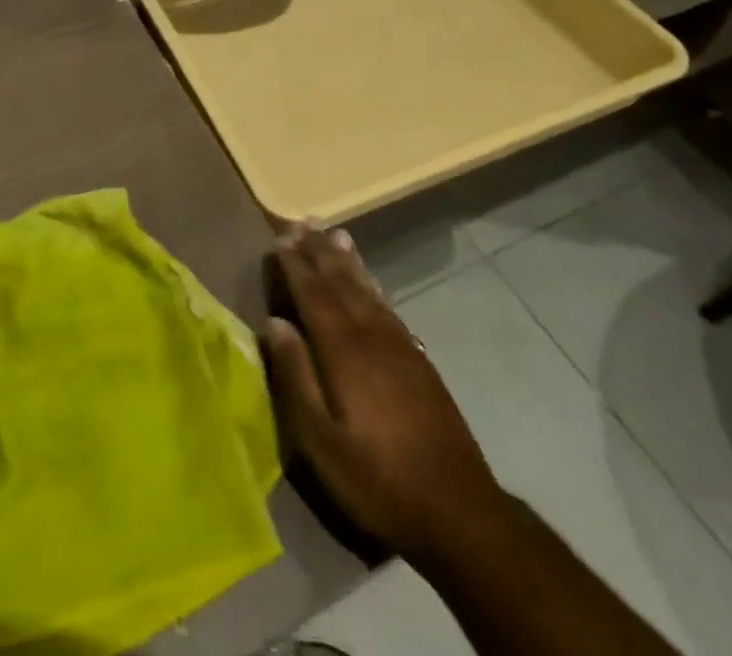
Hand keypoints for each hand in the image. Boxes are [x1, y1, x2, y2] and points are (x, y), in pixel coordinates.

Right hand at [265, 224, 503, 565]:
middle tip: (302, 221)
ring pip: (367, 288)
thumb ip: (296, 376)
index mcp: (344, 350)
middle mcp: (372, 335)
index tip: (279, 238)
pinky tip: (370, 281)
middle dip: (319, 251)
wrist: (457, 509)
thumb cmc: (377, 478)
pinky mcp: (419, 359)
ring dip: (347, 260)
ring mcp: (400, 345)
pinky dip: (372, 284)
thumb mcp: (321, 441)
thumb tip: (275, 323)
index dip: (295, 265)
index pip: (313, 294)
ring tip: (334, 233)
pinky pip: (387, 306)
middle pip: (341, 281)